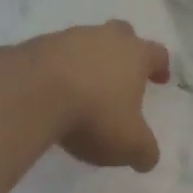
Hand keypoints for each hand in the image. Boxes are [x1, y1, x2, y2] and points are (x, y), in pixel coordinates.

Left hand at [28, 21, 171, 171]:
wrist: (32, 93)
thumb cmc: (93, 114)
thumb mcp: (129, 144)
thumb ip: (144, 151)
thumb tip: (148, 159)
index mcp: (135, 54)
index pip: (156, 53)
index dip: (160, 66)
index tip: (160, 79)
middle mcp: (104, 38)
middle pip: (122, 34)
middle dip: (124, 50)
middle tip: (122, 73)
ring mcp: (68, 37)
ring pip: (86, 41)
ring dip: (88, 59)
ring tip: (83, 87)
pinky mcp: (37, 45)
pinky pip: (54, 54)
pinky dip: (58, 68)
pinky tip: (53, 90)